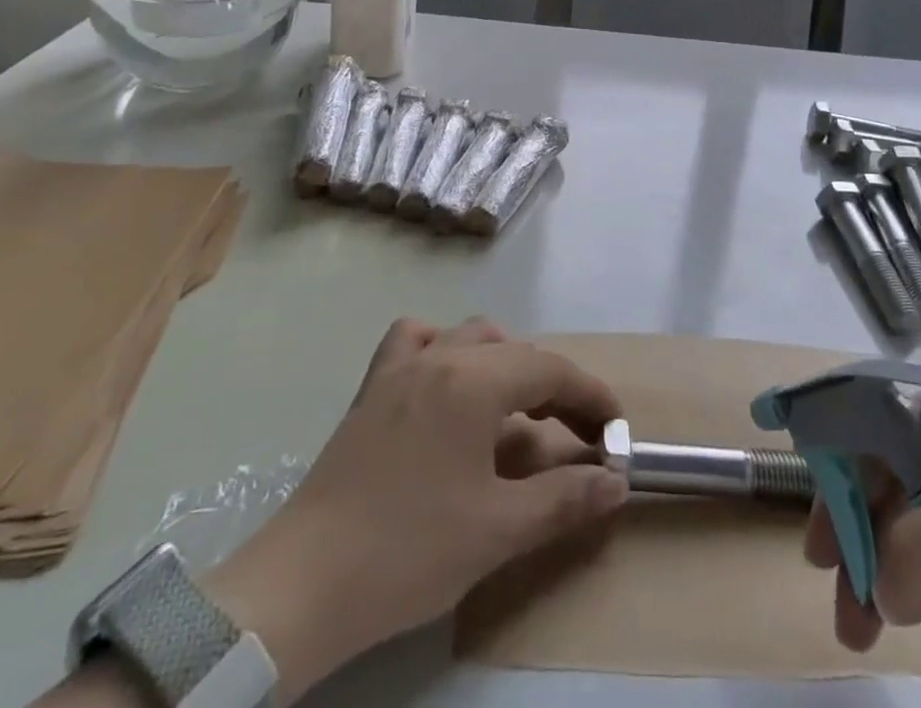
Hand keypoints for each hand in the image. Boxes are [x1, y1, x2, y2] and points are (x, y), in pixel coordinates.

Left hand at [204, 318, 628, 693]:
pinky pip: (416, 340)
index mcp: (474, 380)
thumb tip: (615, 482)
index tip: (617, 431)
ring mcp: (401, 366)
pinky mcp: (372, 387)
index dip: (591, 397)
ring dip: (505, 364)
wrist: (303, 583)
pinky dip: (443, 348)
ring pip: (469, 337)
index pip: (551, 370)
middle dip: (554, 387)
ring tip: (517, 411)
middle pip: (516, 352)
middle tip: (575, 434)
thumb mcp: (498, 530)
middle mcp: (441, 354)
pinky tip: (448, 381)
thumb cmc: (409, 551)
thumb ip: (564, 499)